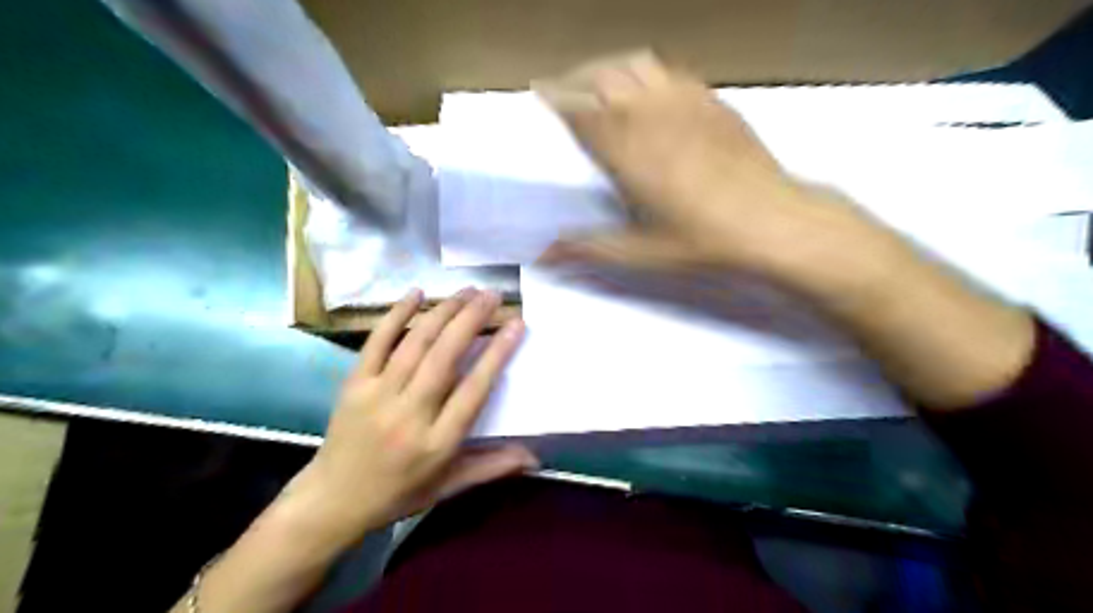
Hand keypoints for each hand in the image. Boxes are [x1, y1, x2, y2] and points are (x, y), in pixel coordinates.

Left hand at [285, 288, 533, 544]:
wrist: (332, 501)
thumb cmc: (398, 493)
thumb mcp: (449, 487)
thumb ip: (493, 467)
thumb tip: (536, 457)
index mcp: (437, 442)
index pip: (474, 390)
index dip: (497, 354)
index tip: (516, 325)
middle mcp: (409, 414)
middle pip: (445, 357)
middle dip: (472, 319)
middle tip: (492, 295)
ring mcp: (378, 395)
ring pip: (416, 343)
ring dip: (444, 312)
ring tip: (467, 291)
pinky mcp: (354, 384)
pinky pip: (377, 342)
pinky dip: (396, 314)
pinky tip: (416, 292)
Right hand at [535, 51, 868, 275]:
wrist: (773, 223)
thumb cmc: (702, 241)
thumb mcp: (640, 252)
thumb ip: (589, 249)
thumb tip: (544, 256)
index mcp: (626, 149)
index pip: (578, 108)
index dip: (554, 95)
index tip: (538, 91)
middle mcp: (650, 113)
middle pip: (602, 75)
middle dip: (575, 77)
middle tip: (563, 90)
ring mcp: (685, 101)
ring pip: (635, 64)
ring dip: (609, 68)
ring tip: (600, 85)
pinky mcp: (713, 101)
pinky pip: (670, 71)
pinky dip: (647, 72)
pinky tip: (649, 90)